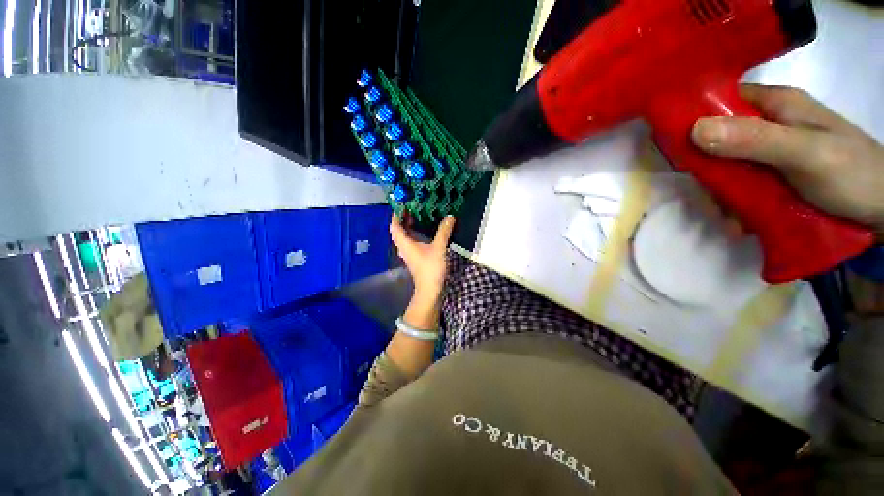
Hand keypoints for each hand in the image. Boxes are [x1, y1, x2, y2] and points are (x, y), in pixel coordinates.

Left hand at [390, 214, 454, 305]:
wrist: (429, 289)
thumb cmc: (431, 268)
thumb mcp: (439, 248)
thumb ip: (443, 232)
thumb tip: (449, 216)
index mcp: (405, 243)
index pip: (394, 226)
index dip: (396, 214)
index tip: (402, 203)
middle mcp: (403, 247)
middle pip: (398, 230)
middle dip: (402, 218)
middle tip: (411, 207)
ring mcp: (408, 253)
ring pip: (403, 236)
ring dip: (407, 226)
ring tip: (416, 215)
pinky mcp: (414, 257)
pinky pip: (409, 241)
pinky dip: (412, 233)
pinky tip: (422, 230)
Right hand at [691, 84, 883, 237]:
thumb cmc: (853, 175)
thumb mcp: (806, 153)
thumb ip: (755, 139)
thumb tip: (695, 130)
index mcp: (774, 105)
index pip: (720, 102)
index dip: (693, 121)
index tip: (676, 150)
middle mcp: (769, 125)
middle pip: (718, 140)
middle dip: (709, 170)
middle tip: (712, 196)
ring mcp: (771, 153)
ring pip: (727, 167)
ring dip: (722, 195)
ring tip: (732, 219)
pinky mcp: (775, 177)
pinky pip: (741, 187)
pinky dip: (736, 206)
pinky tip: (741, 222)